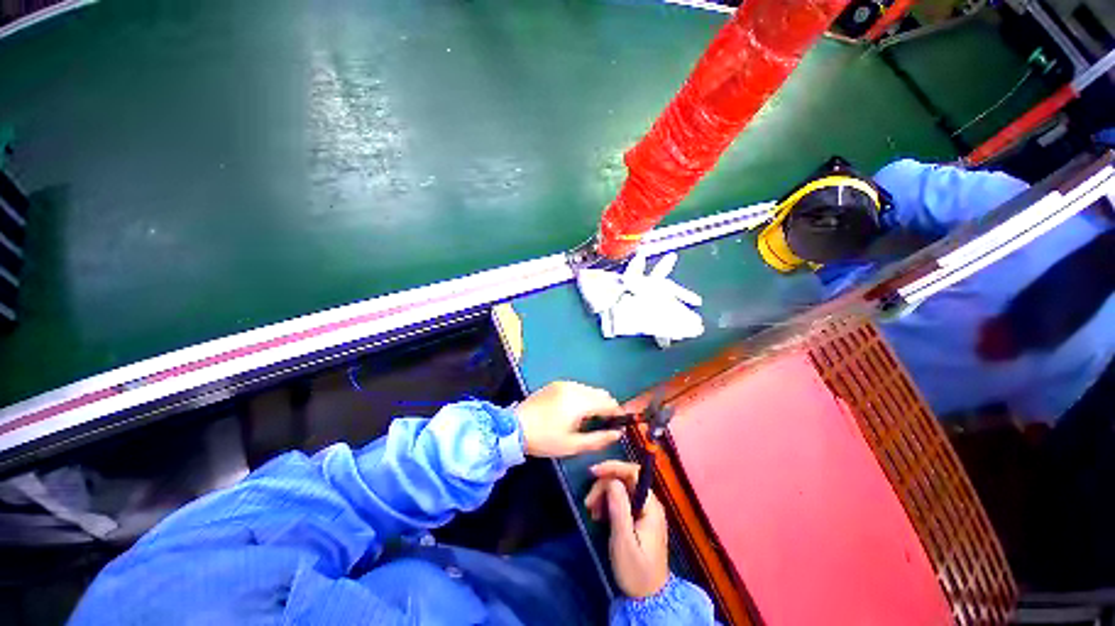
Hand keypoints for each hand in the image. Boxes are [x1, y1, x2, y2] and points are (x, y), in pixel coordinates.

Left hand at [514, 381, 624, 457]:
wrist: (514, 427)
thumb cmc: (545, 439)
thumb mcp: (573, 445)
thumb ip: (598, 439)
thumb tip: (618, 434)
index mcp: (579, 401)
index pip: (608, 402)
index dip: (617, 413)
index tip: (619, 425)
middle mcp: (574, 387)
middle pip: (600, 393)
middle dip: (607, 406)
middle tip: (605, 424)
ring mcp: (564, 384)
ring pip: (589, 389)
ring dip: (595, 401)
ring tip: (590, 419)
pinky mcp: (556, 384)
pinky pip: (578, 387)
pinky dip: (584, 397)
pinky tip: (576, 411)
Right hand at [584, 460, 669, 598]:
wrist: (649, 598)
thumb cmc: (636, 571)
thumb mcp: (624, 542)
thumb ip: (619, 509)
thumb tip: (612, 481)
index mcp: (650, 506)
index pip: (633, 473)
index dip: (613, 467)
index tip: (593, 472)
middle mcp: (649, 503)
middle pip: (625, 479)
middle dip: (604, 485)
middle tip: (588, 503)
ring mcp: (644, 510)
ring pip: (621, 489)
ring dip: (603, 494)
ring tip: (592, 512)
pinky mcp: (638, 518)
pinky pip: (621, 500)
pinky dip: (607, 503)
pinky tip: (599, 516)